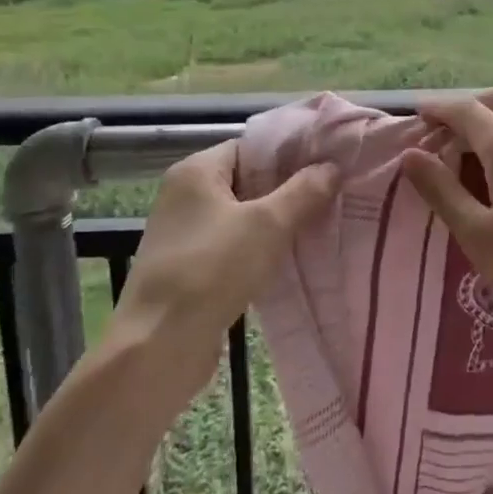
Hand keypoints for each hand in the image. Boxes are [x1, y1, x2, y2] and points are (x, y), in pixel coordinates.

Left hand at [108, 141, 337, 411]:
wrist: (159, 346)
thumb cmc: (211, 270)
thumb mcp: (267, 225)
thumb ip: (303, 192)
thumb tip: (333, 167)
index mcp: (196, 171)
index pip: (251, 147)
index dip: (290, 154)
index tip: (329, 165)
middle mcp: (185, 196)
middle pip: (248, 181)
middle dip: (289, 190)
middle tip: (333, 196)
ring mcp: (185, 234)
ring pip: (243, 217)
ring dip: (277, 224)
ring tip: (321, 227)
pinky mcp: (190, 268)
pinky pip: (234, 247)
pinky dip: (260, 250)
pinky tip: (292, 261)